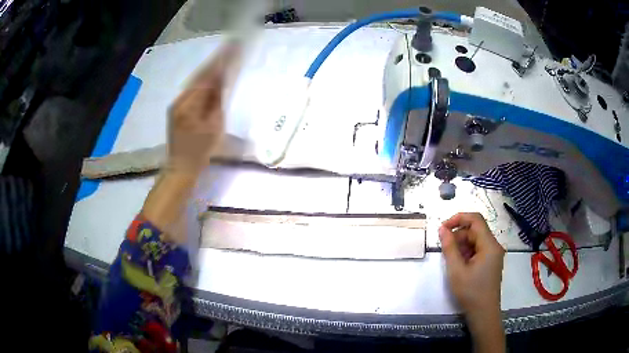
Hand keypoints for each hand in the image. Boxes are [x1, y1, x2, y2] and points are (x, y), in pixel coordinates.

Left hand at [167, 45, 237, 173]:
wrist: (180, 167)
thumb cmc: (200, 152)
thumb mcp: (215, 127)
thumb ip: (218, 101)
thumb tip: (222, 80)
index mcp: (190, 105)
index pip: (207, 77)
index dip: (220, 62)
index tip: (233, 47)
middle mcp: (180, 100)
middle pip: (199, 75)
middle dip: (215, 60)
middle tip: (231, 46)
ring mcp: (176, 104)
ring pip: (194, 81)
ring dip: (209, 68)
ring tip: (223, 56)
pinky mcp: (176, 108)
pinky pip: (191, 88)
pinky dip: (203, 79)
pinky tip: (211, 75)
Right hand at [439, 213, 505, 352]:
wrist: (483, 313)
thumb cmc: (470, 292)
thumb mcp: (456, 270)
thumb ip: (449, 247)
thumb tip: (442, 229)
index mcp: (489, 245)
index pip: (476, 219)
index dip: (459, 218)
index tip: (443, 227)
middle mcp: (494, 246)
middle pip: (475, 230)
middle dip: (459, 235)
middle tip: (444, 248)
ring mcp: (493, 254)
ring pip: (476, 240)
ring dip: (462, 245)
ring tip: (451, 260)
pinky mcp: (491, 262)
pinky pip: (478, 249)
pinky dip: (467, 252)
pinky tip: (459, 265)